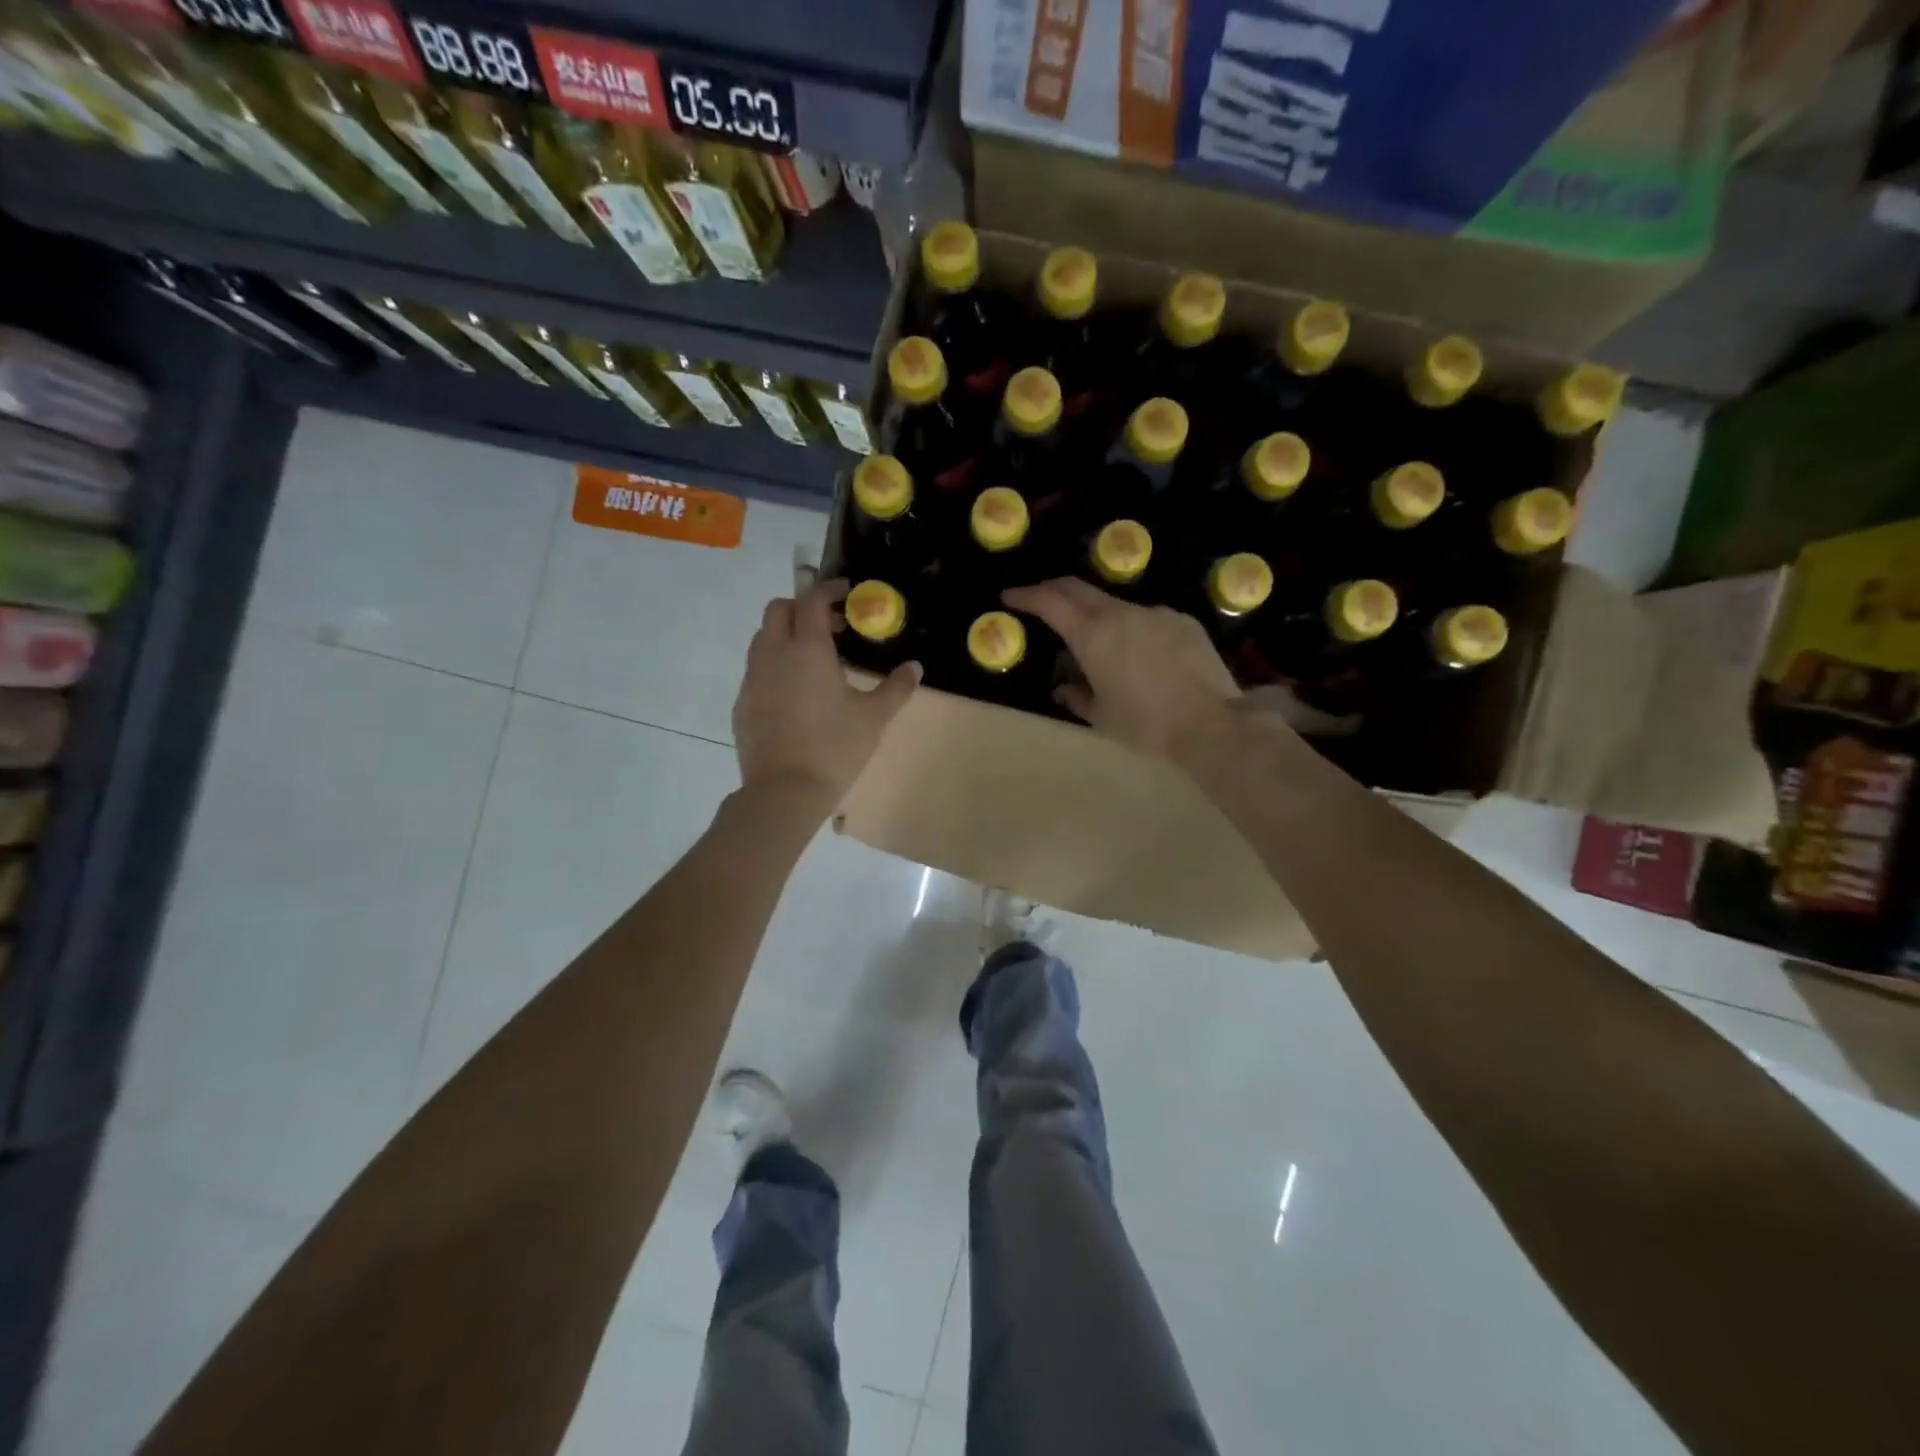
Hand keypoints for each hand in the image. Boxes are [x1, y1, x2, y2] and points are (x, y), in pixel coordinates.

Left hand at [733, 578, 920, 805]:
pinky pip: (756, 669)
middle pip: (779, 609)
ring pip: (763, 638)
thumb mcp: (874, 717)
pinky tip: (795, 693)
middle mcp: (774, 654)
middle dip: (802, 607)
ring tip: (813, 658)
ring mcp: (753, 678)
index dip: (829, 590)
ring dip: (786, 634)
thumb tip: (915, 667)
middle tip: (831, 626)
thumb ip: (896, 687)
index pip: (812, 600)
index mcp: (808, 649)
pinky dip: (774, 665)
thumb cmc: (835, 748)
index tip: (847, 594)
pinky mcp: (742, 703)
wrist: (785, 792)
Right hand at [1001, 578, 1241, 762]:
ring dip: (1096, 613)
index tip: (1009, 596)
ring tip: (1096, 639)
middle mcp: (1121, 614)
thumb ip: (1076, 696)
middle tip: (1039, 599)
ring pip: (1115, 604)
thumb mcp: (1102, 717)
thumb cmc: (1146, 725)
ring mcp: (1155, 613)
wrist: (1211, 724)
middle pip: (1078, 588)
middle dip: (1053, 590)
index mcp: (1093, 636)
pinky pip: (1147, 617)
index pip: (1050, 602)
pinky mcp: (1182, 620)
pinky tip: (1141, 653)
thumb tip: (1063, 688)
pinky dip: (1132, 628)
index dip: (1026, 595)